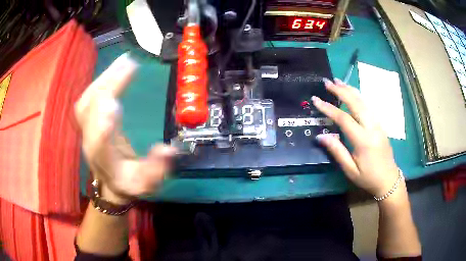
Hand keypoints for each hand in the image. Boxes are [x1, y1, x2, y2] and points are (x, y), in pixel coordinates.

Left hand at [74, 53, 176, 203]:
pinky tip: (116, 67)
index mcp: (104, 159)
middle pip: (90, 113)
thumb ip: (157, 169)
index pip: (98, 142)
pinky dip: (101, 79)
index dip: (102, 125)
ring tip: (125, 60)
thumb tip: (168, 148)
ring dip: (105, 78)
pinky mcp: (88, 119)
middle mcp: (89, 141)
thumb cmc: (129, 182)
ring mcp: (86, 129)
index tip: (114, 103)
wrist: (110, 183)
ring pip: (88, 100)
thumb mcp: (147, 183)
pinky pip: (89, 95)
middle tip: (129, 66)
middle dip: (108, 88)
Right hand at [312, 78, 399, 196]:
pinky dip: (359, 96)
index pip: (343, 119)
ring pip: (364, 101)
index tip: (316, 100)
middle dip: (341, 91)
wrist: (389, 179)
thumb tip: (321, 136)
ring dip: (350, 90)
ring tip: (338, 81)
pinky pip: (368, 106)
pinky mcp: (380, 124)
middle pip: (356, 103)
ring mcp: (378, 124)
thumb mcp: (350, 170)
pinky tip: (352, 92)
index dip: (328, 108)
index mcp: (363, 140)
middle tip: (327, 82)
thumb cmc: (368, 177)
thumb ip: (337, 151)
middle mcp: (372, 127)